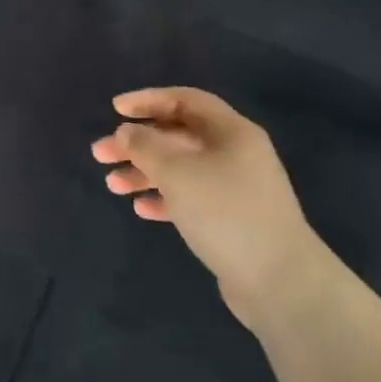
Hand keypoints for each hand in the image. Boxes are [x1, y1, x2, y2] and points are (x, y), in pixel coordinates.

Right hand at [92, 88, 325, 329]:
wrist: (280, 282)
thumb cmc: (224, 211)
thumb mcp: (176, 171)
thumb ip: (145, 145)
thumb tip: (128, 132)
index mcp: (231, 132)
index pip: (185, 100)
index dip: (148, 100)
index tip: (115, 110)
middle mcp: (236, 154)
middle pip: (177, 136)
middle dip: (137, 143)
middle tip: (100, 154)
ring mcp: (235, 188)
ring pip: (180, 168)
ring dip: (144, 172)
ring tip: (112, 186)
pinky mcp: (232, 220)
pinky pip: (190, 198)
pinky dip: (163, 199)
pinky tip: (141, 209)